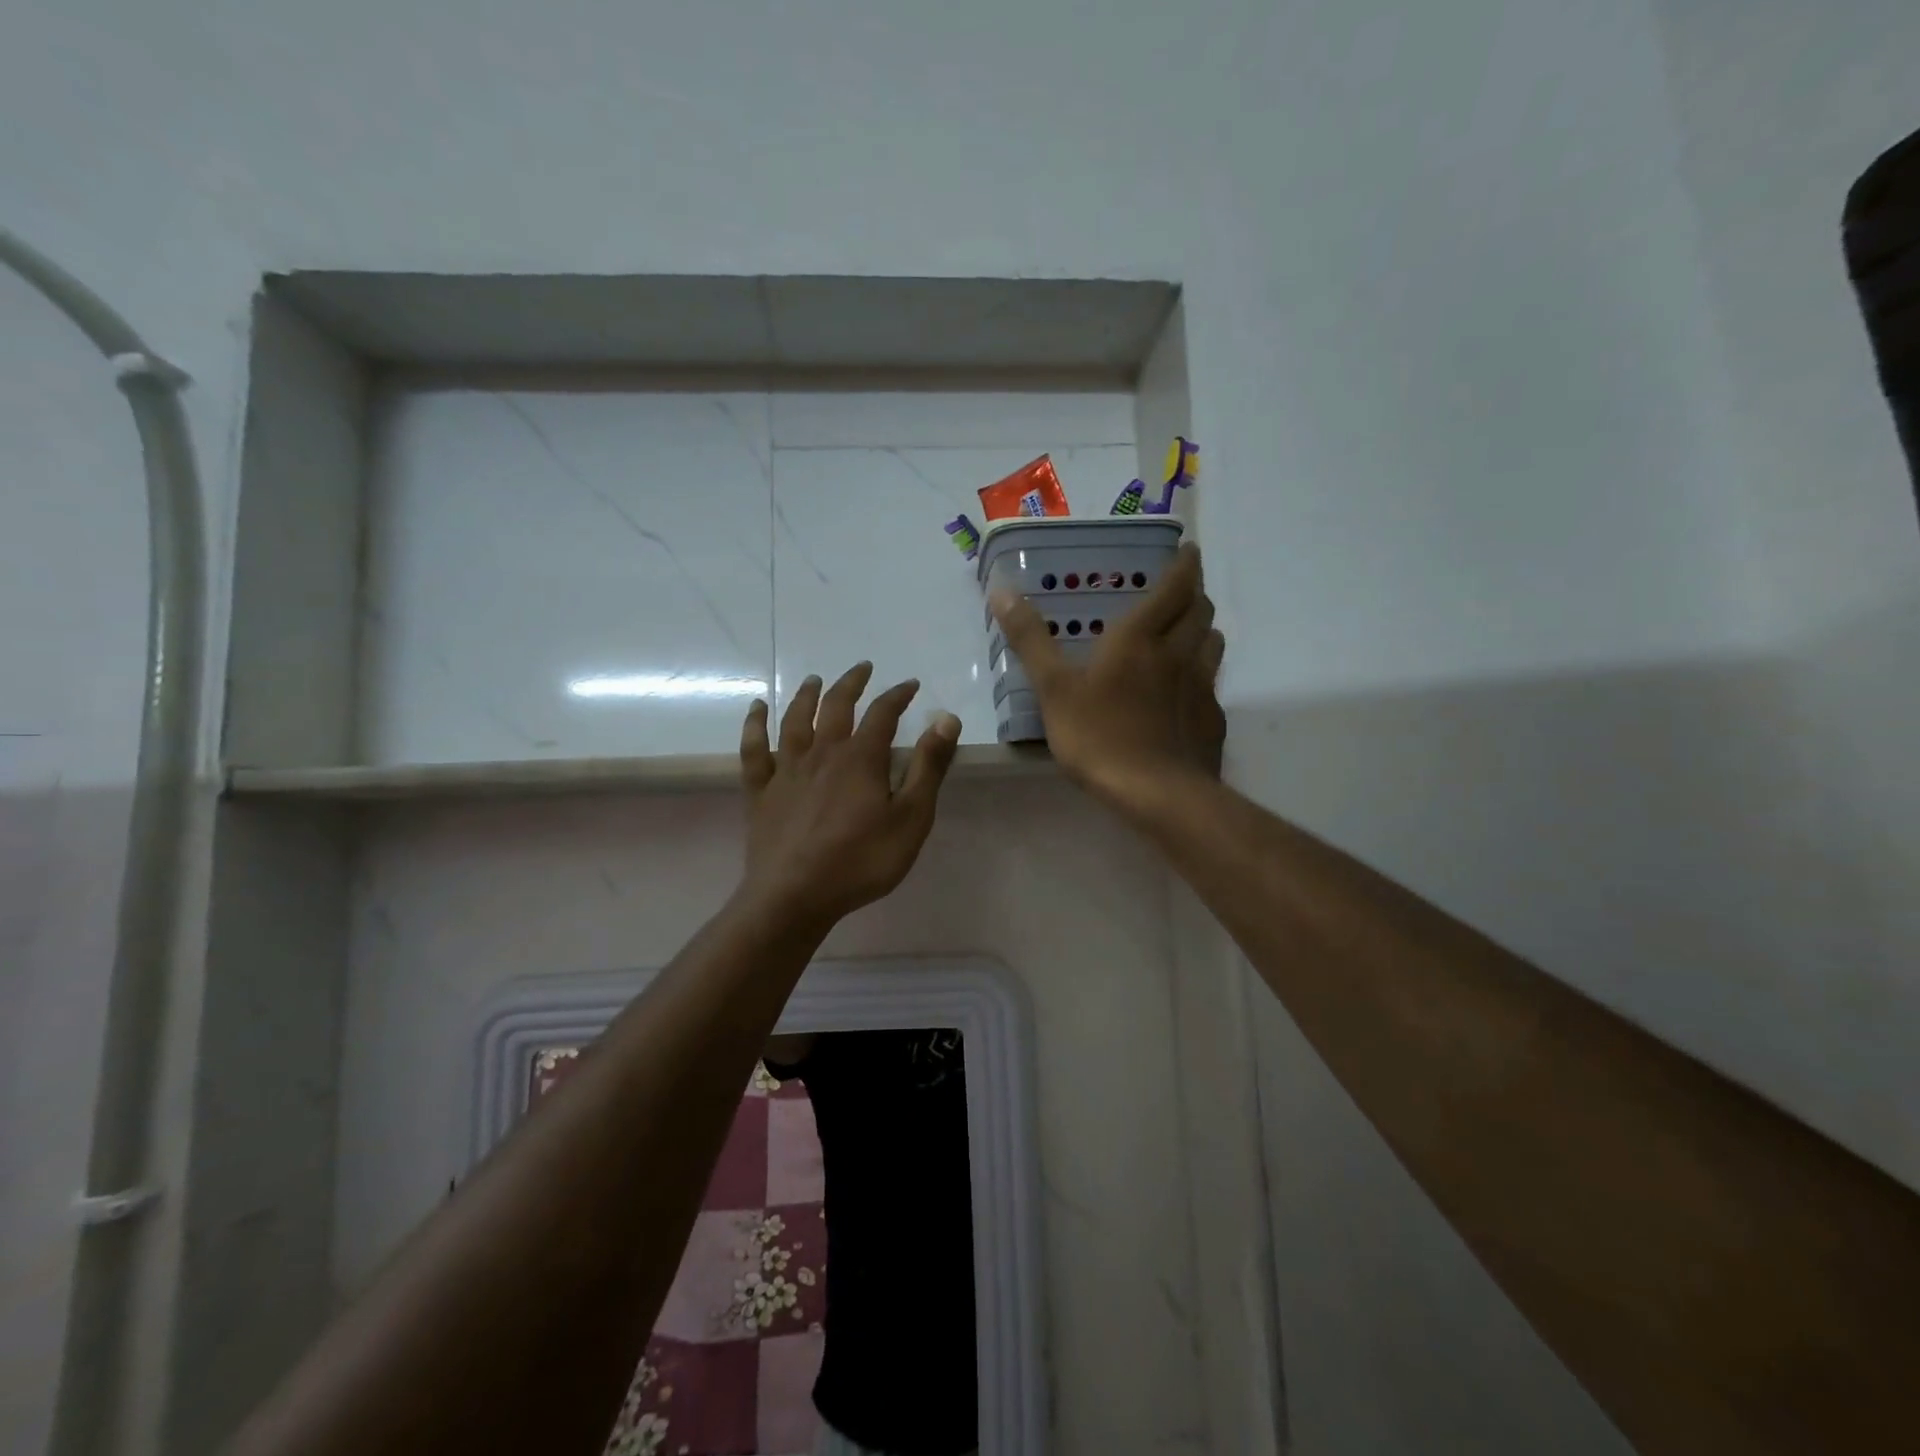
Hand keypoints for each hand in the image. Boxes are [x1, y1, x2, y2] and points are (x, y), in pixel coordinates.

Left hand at [738, 662, 960, 925]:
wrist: (795, 896)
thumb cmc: (861, 860)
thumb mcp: (911, 818)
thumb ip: (929, 767)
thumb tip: (946, 718)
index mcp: (860, 758)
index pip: (883, 713)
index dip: (898, 695)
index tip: (911, 685)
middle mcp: (822, 753)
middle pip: (836, 706)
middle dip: (851, 683)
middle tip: (863, 668)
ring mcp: (787, 770)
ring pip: (795, 720)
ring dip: (806, 695)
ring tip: (814, 680)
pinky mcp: (761, 791)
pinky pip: (754, 749)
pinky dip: (755, 725)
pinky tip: (756, 709)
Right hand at [990, 542, 1225, 810]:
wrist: (1155, 793)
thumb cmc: (1098, 736)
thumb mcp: (1053, 688)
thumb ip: (1031, 640)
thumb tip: (1002, 591)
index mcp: (1141, 637)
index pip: (1175, 586)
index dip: (1185, 564)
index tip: (1189, 549)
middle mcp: (1178, 653)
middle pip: (1200, 610)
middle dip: (1194, 594)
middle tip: (1180, 592)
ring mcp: (1201, 687)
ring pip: (1213, 644)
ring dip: (1203, 629)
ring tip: (1188, 633)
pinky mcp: (1212, 719)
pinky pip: (1213, 683)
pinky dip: (1204, 673)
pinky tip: (1187, 690)